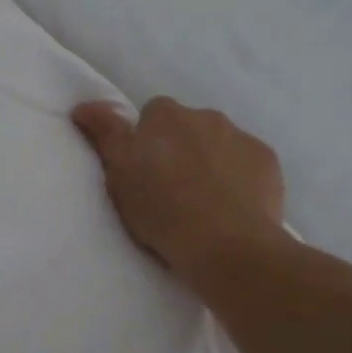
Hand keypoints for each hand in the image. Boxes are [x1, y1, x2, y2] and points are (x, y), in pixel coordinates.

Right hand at [72, 97, 286, 287]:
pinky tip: (231, 207)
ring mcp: (242, 137)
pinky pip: (247, 163)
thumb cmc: (163, 211)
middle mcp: (206, 116)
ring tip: (202, 202)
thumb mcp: (119, 174)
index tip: (143, 173)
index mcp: (166, 115)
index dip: (145, 142)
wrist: (227, 246)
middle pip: (187, 127)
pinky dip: (238, 177)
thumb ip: (104, 133)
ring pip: (219, 143)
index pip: (151, 115)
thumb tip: (83, 105)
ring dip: (209, 161)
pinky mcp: (268, 162)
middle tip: (170, 190)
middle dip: (179, 149)